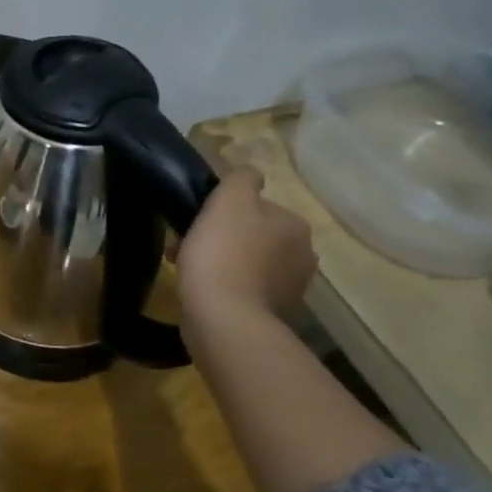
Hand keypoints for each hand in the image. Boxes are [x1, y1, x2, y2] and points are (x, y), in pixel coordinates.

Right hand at [175, 168, 317, 319]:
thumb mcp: (229, 201)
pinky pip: (246, 287)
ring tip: (190, 269)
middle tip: (187, 246)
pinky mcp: (274, 312)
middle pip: (253, 234)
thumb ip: (242, 179)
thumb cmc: (223, 252)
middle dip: (222, 237)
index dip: (223, 211)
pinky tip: (206, 289)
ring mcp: (291, 287)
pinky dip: (227, 285)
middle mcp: (304, 254)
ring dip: (223, 261)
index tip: (196, 221)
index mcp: (295, 225)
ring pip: (249, 261)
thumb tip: (251, 176)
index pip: (257, 206)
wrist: (223, 315)